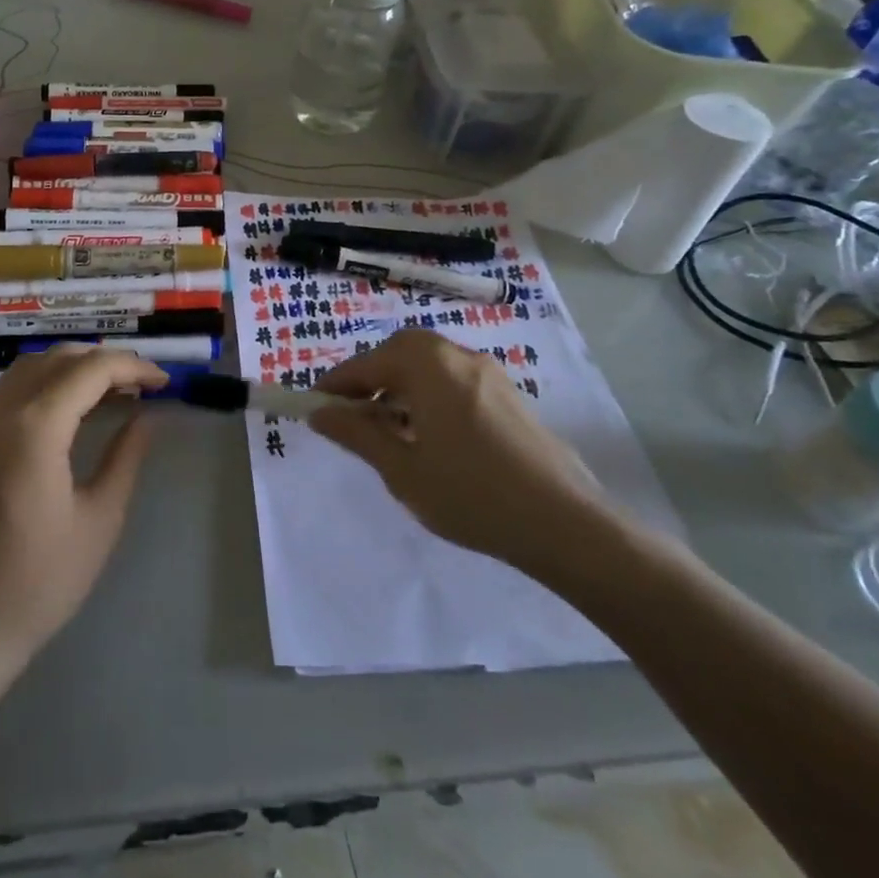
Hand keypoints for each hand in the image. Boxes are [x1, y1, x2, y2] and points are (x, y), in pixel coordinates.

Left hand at [0, 347, 164, 659]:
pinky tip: (70, 412)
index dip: (133, 367)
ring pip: (30, 367)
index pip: (91, 369)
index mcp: (36, 427)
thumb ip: (125, 457)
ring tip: (110, 391)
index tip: (165, 382)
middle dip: (105, 360)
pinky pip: (12, 390)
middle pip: (59, 358)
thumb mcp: (100, 519)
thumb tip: (145, 417)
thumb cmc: (40, 580)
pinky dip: (46, 383)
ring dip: (73, 367)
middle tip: (142, 384)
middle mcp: (3, 413)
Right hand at [312, 328, 619, 585]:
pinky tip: (431, 437)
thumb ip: (357, 434)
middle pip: (400, 354)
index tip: (314, 408)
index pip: (366, 364)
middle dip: (370, 380)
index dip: (336, 386)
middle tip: (352, 416)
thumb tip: (320, 414)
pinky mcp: (509, 394)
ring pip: (429, 367)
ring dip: (400, 388)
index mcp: (427, 364)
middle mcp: (457, 355)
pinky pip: (454, 381)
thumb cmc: (470, 494)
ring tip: (389, 431)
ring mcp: (489, 372)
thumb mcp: (402, 469)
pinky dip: (430, 396)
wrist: (565, 524)